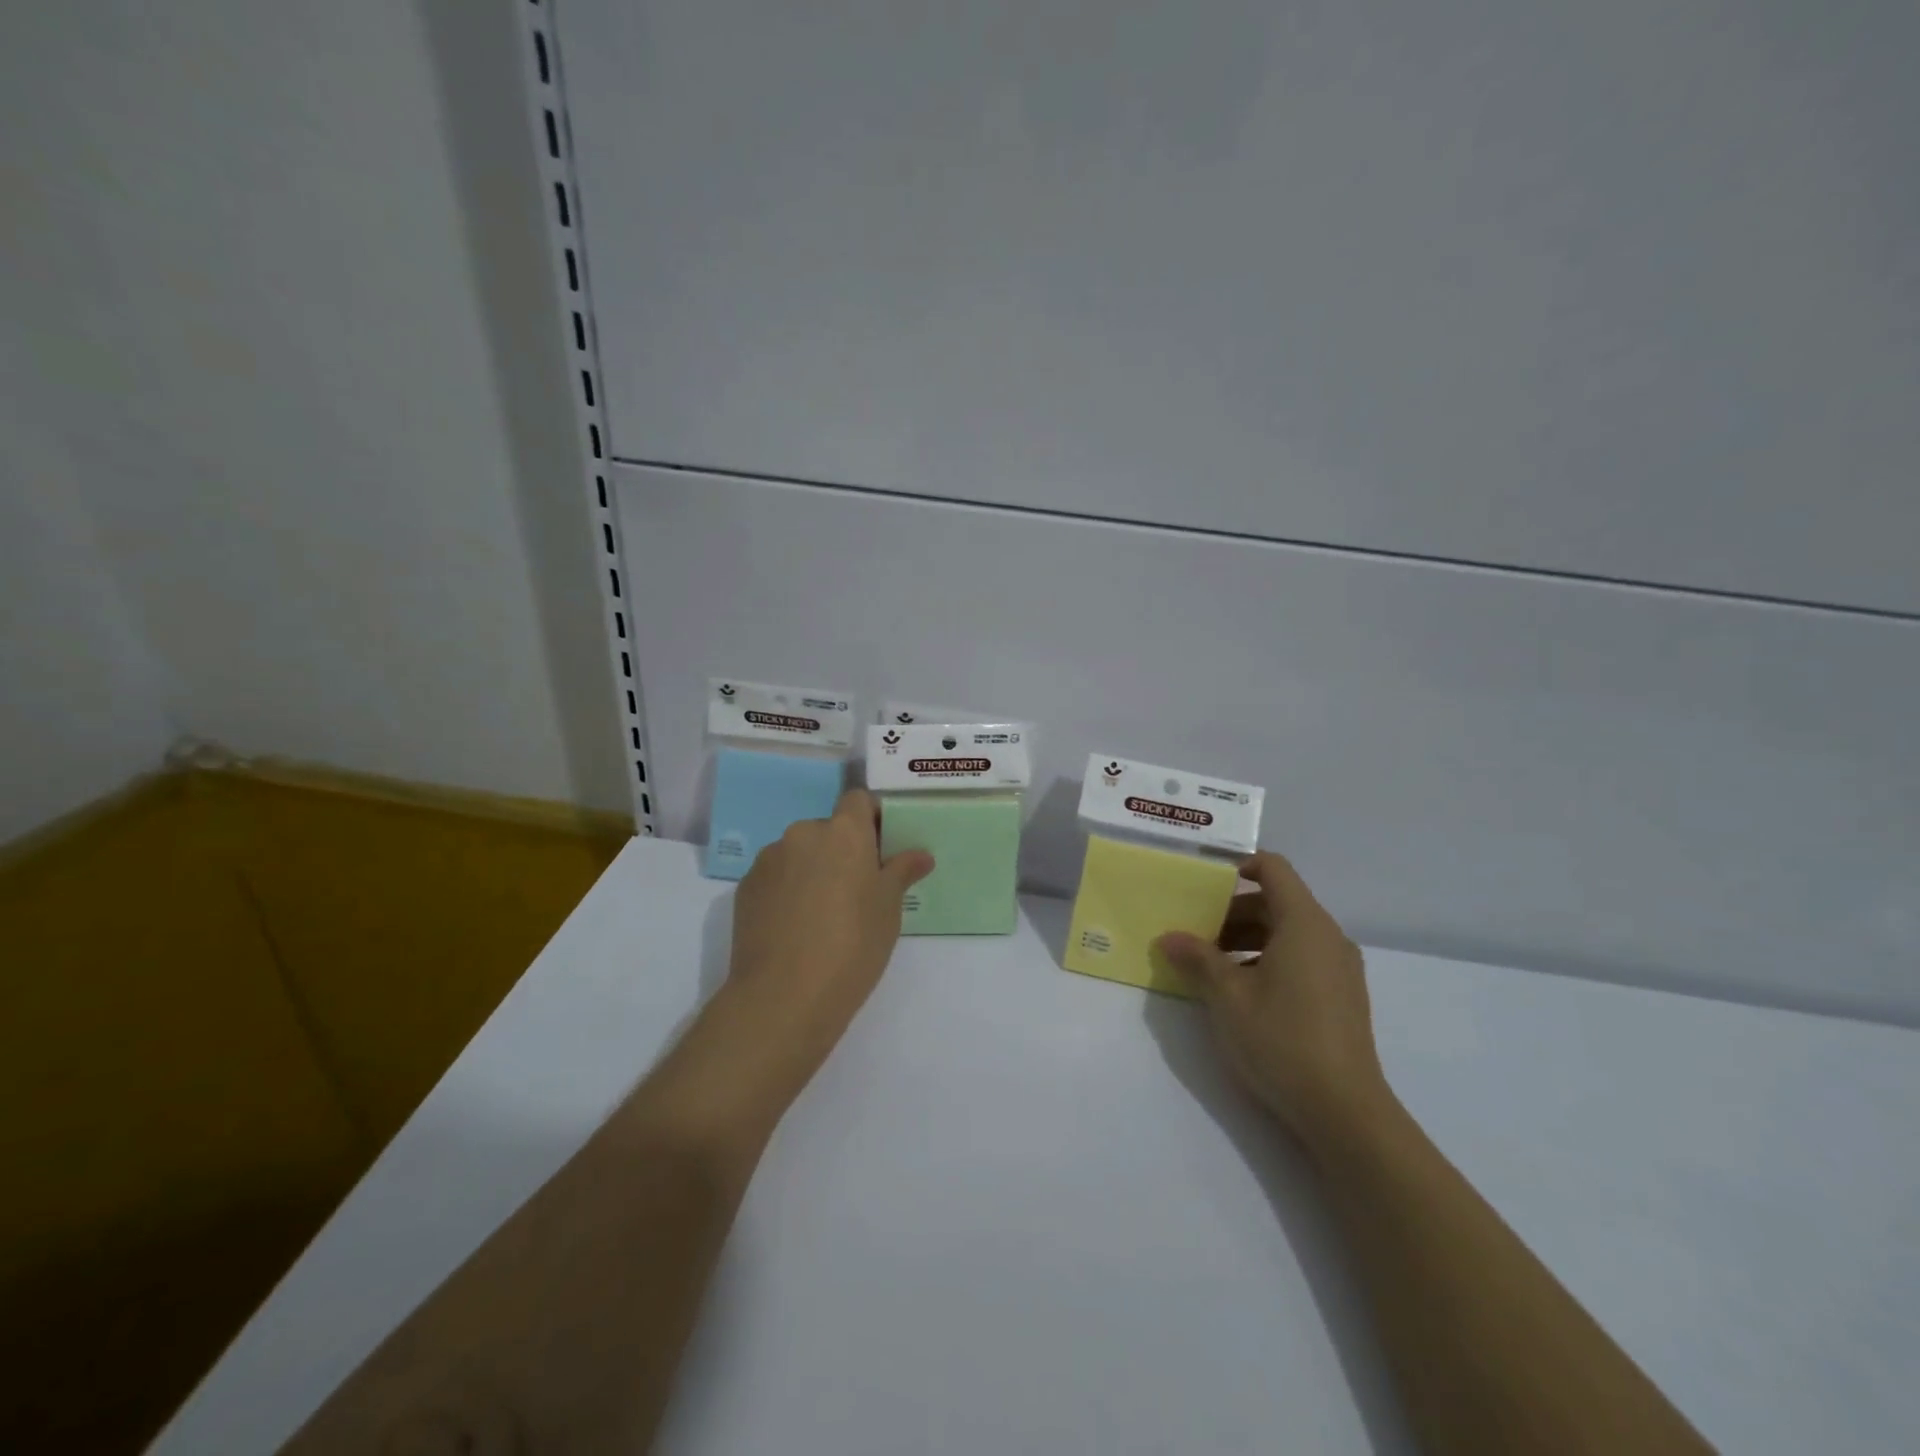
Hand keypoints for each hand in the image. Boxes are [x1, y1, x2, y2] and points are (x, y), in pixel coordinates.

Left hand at [726, 788, 934, 1075]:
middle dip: (842, 850)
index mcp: (843, 832)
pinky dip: (787, 890)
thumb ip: (902, 872)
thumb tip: (920, 854)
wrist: (783, 996)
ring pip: (799, 853)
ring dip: (812, 869)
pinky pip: (775, 877)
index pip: (858, 799)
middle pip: (828, 828)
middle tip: (857, 889)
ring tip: (822, 913)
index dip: (871, 818)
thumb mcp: (889, 909)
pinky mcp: (745, 887)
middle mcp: (802, 834)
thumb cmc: (852, 945)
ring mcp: (768, 860)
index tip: (882, 848)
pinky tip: (795, 927)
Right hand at [1155, 852, 1392, 1152]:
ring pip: (1287, 933)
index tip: (1202, 883)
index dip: (1238, 865)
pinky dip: (1267, 959)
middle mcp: (1328, 937)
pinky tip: (1239, 992)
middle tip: (1194, 931)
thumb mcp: (1227, 996)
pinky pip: (1300, 958)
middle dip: (1232, 910)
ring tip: (1209, 965)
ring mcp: (1339, 969)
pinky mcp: (1342, 997)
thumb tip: (1169, 937)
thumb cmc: (1282, 1039)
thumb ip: (1197, 958)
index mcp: (1305, 924)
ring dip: (1246, 938)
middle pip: (1277, 902)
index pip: (1273, 869)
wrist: (1345, 1112)